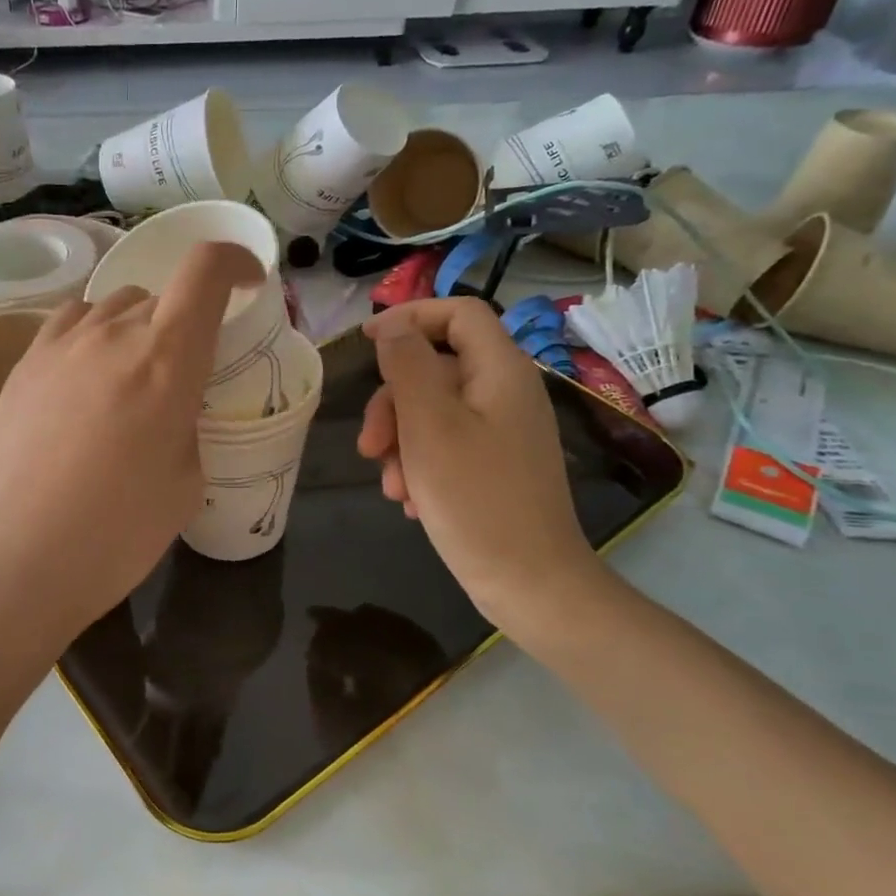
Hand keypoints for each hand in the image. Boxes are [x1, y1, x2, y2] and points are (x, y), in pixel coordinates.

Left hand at [0, 241, 262, 653]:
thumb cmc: (110, 536)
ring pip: (112, 307)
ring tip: (132, 382)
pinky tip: (86, 383)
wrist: (4, 563)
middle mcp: (111, 334)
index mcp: (166, 359)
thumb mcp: (183, 487)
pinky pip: (70, 325)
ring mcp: (57, 345)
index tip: (248, 283)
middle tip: (184, 376)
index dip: (235, 262)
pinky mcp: (20, 365)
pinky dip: (93, 337)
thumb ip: (185, 427)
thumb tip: (166, 411)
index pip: (206, 271)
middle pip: (160, 296)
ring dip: (136, 330)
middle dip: (185, 324)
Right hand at [358, 298, 605, 626]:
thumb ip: (408, 366)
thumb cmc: (476, 499)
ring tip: (394, 489)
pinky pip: (446, 446)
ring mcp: (502, 432)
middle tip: (369, 448)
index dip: (410, 316)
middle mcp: (505, 393)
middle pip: (435, 369)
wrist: (530, 582)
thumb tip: (393, 325)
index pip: (458, 313)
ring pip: (433, 413)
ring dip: (401, 444)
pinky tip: (412, 502)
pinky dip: (421, 466)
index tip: (366, 342)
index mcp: (499, 372)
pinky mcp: (494, 466)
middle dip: (393, 404)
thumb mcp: (430, 426)